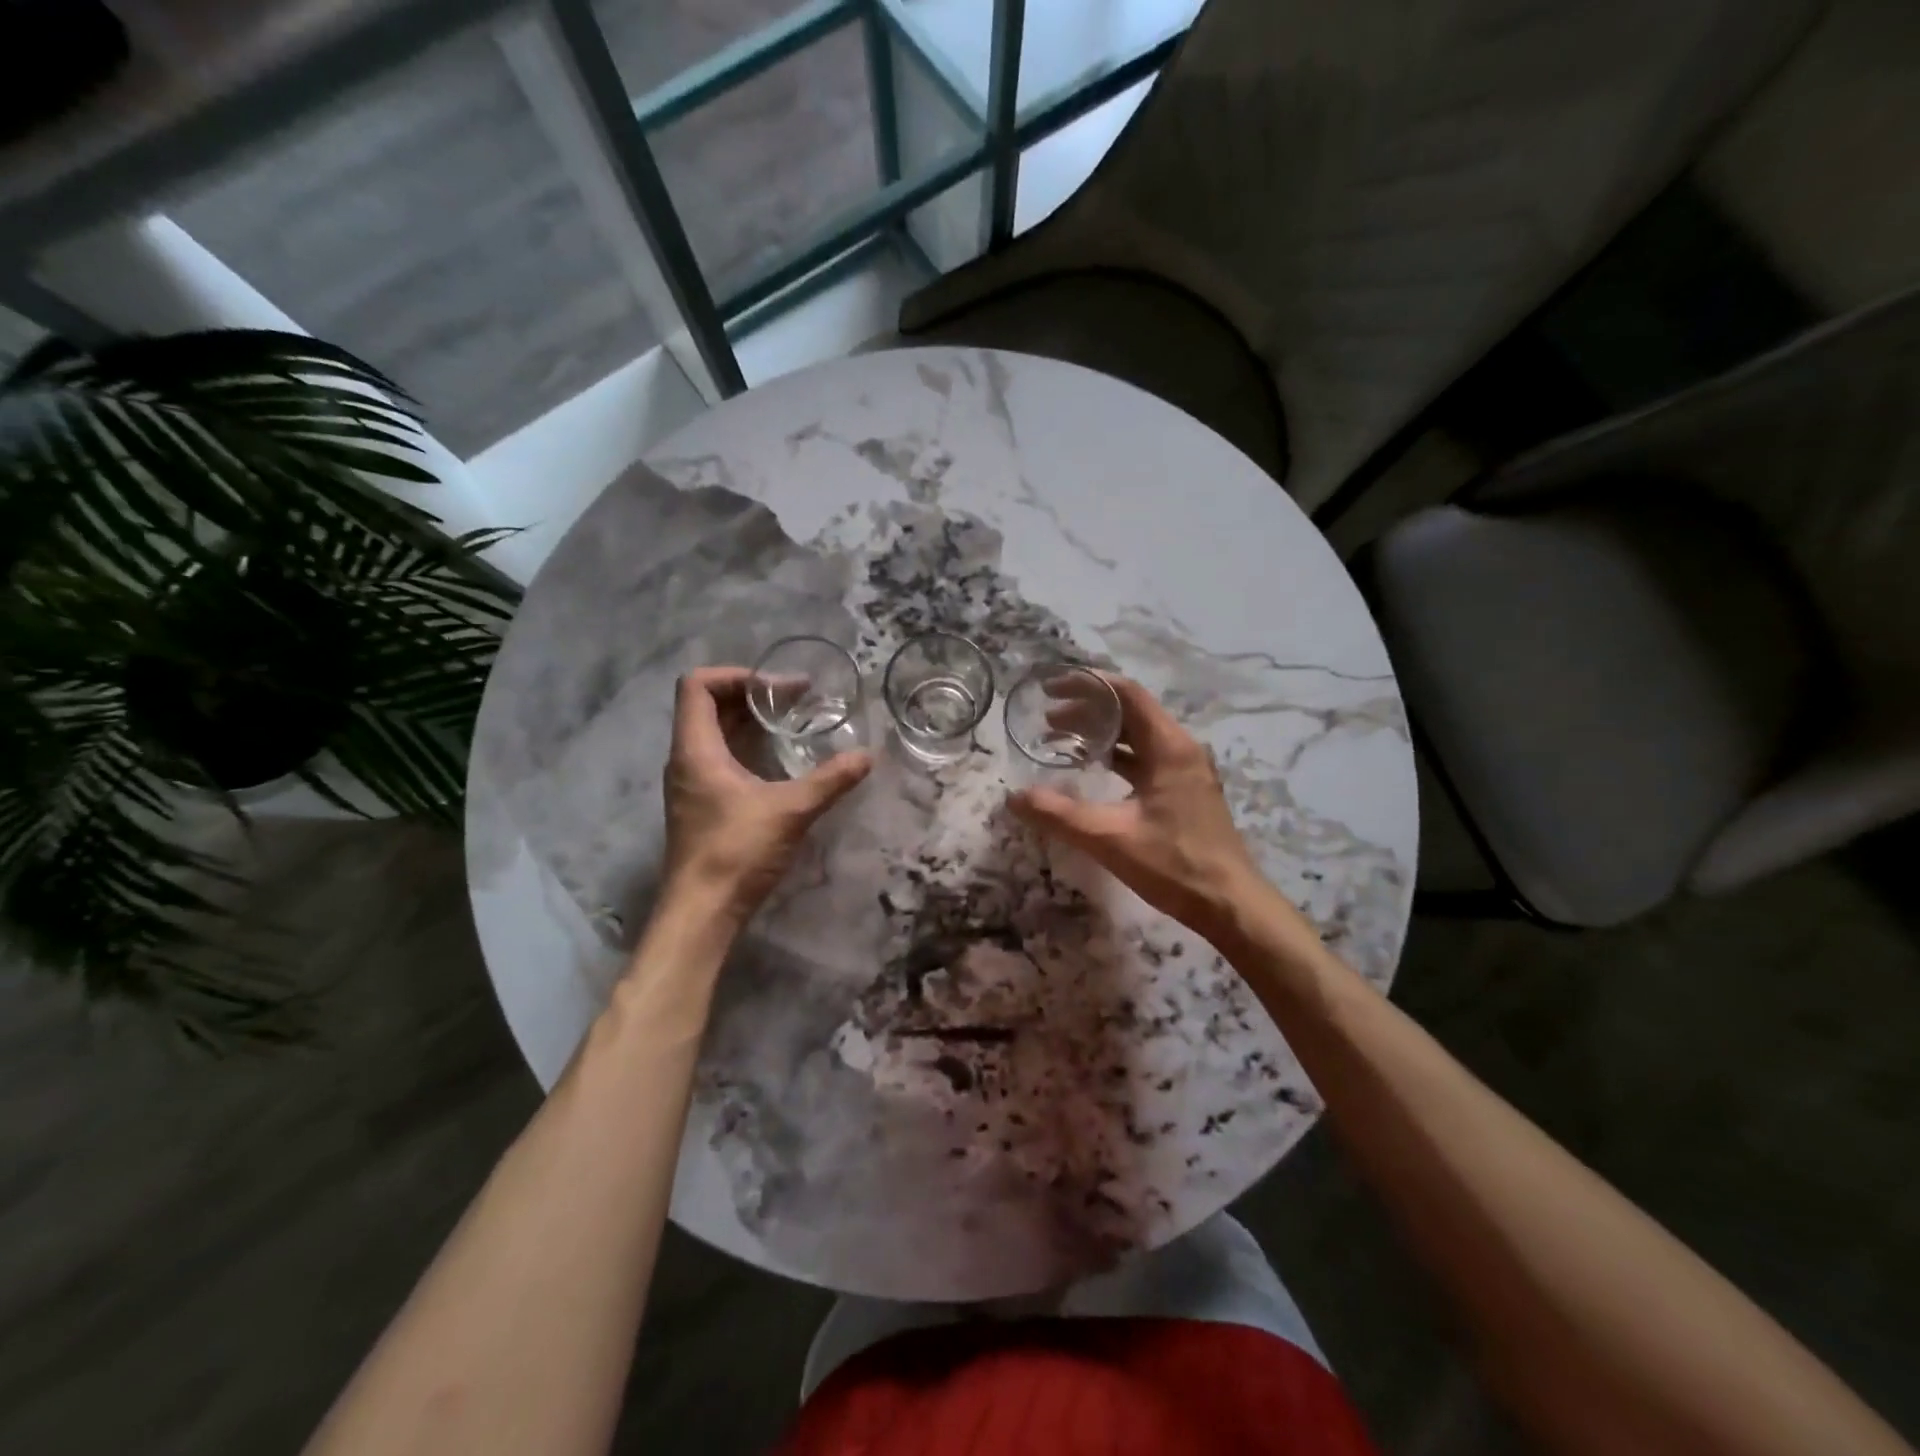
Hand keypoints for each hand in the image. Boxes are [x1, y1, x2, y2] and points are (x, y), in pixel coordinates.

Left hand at [662, 666, 871, 924]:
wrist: (702, 913)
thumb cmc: (736, 853)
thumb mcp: (790, 811)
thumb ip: (829, 780)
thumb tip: (868, 756)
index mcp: (696, 750)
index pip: (696, 686)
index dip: (734, 674)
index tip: (775, 684)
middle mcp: (687, 760)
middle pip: (708, 706)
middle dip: (752, 695)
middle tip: (796, 698)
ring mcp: (692, 784)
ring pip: (714, 734)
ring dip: (750, 722)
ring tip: (792, 722)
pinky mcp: (702, 806)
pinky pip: (721, 759)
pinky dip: (748, 747)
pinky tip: (780, 760)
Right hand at [1009, 675, 1267, 939]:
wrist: (1230, 905)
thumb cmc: (1175, 865)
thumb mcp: (1110, 838)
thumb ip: (1059, 815)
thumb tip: (1013, 797)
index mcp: (1169, 747)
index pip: (1127, 694)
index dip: (1088, 685)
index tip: (1052, 689)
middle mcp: (1181, 750)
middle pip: (1131, 712)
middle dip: (1087, 710)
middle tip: (1047, 721)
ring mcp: (1185, 771)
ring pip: (1138, 737)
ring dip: (1100, 735)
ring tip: (1060, 741)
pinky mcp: (1184, 792)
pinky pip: (1145, 759)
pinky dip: (1116, 757)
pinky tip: (1091, 771)